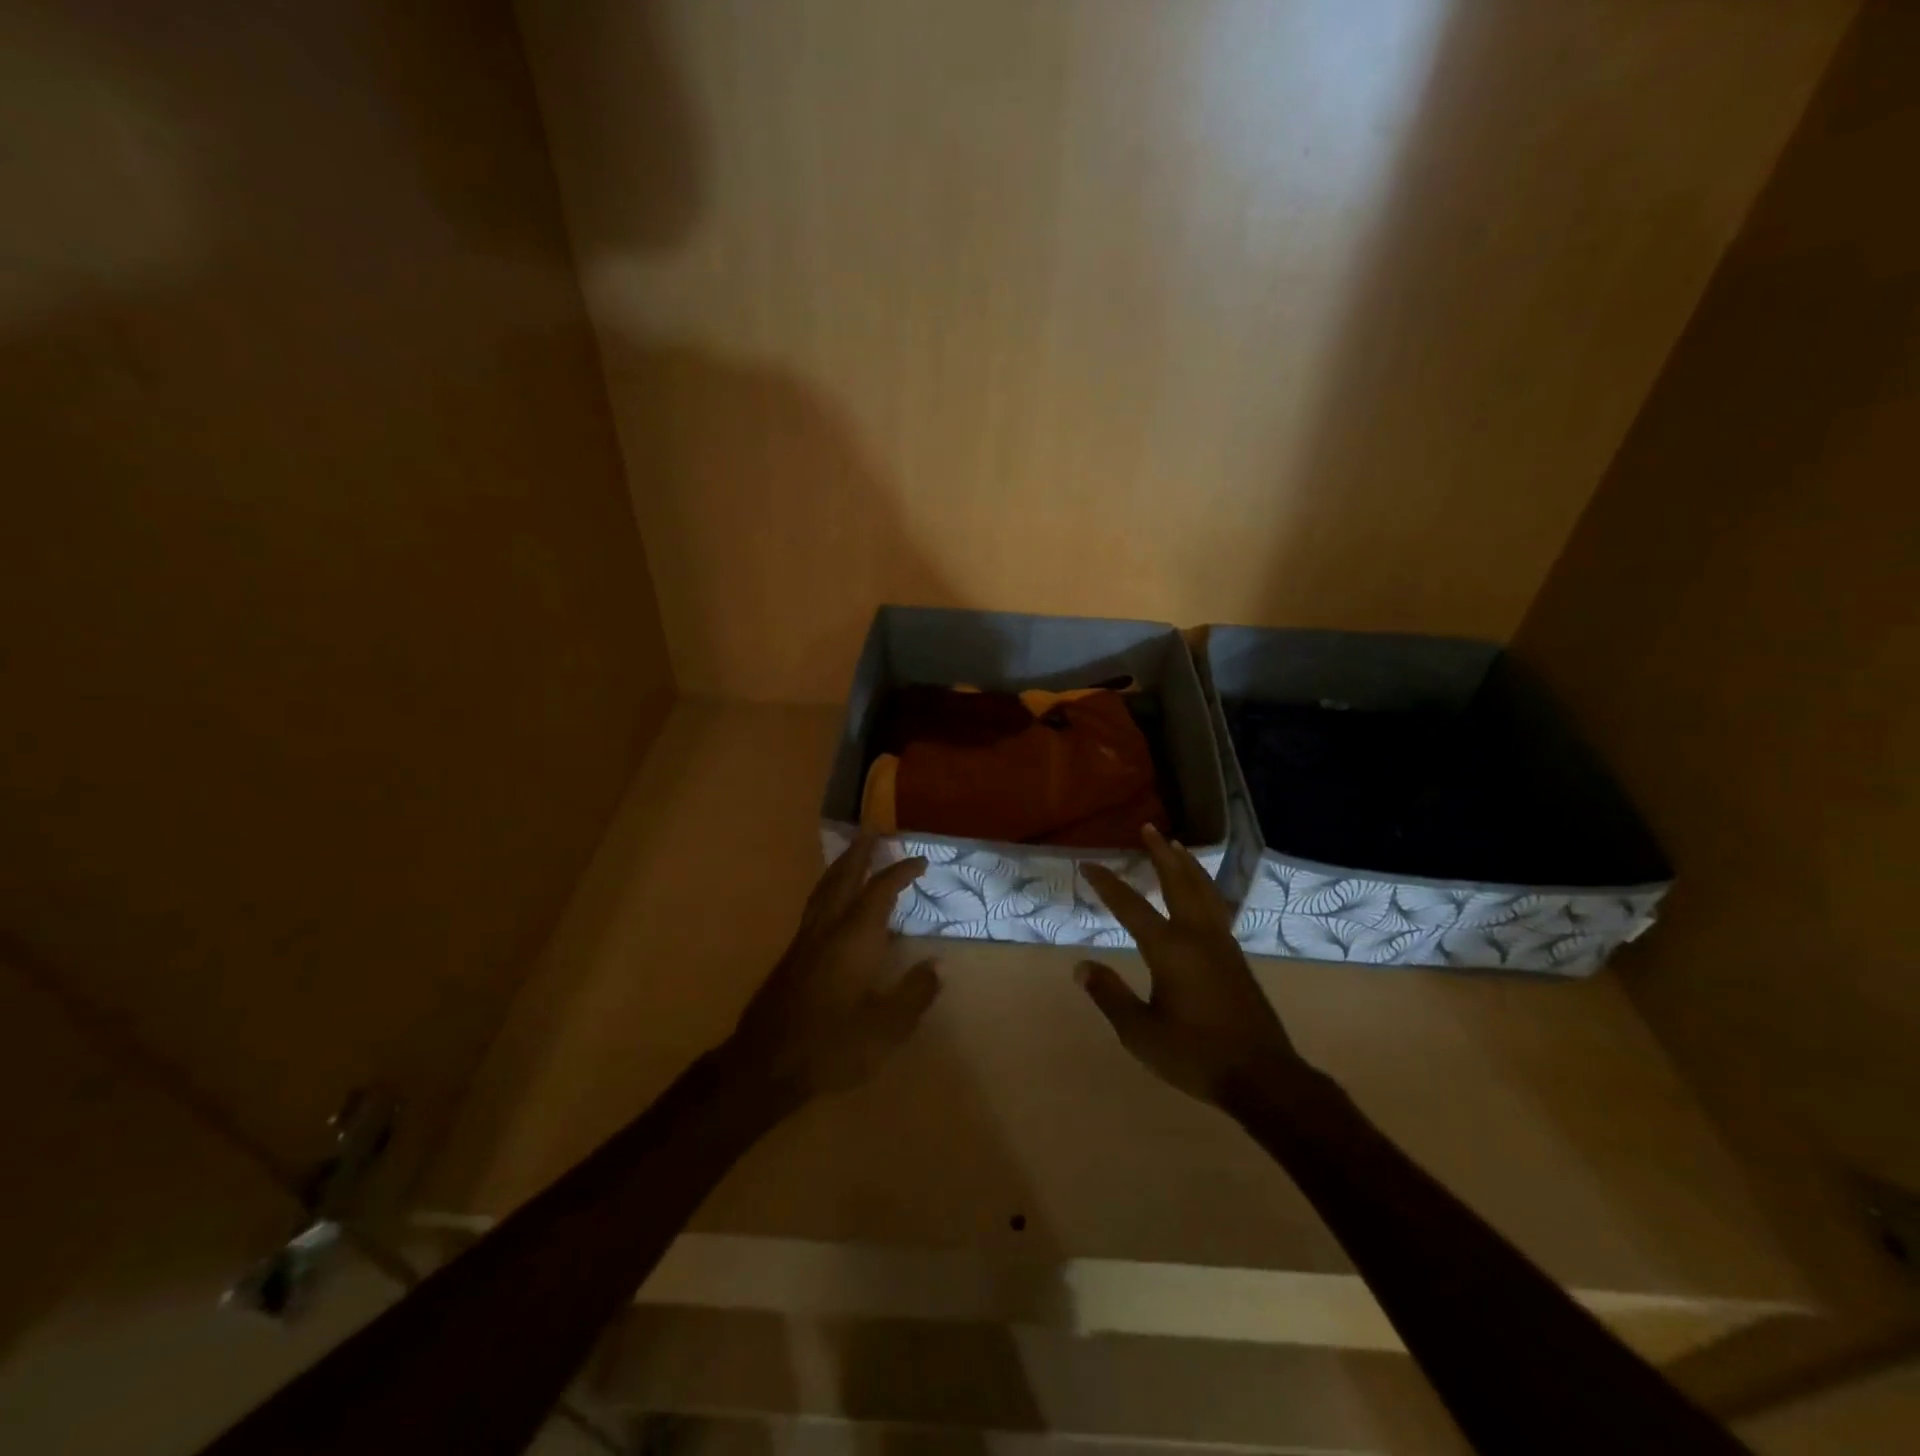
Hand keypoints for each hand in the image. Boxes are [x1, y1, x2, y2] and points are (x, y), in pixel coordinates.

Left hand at [722, 835, 939, 1100]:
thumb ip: (914, 994)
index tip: (920, 861)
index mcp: (855, 937)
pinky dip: (829, 889)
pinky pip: (815, 906)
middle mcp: (829, 928)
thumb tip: (937, 965)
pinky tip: (832, 902)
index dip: (901, 872)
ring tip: (853, 854)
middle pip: (844, 877)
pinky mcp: (792, 956)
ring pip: (824, 889)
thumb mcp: (886, 1028)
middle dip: (861, 853)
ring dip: (841, 867)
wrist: (766, 1064)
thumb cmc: (832, 1045)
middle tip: (874, 832)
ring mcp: (805, 940)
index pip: (881, 890)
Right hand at [1077, 826, 1305, 1105]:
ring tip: (1177, 847)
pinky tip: (1203, 894)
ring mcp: (1222, 945)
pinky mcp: (1236, 958)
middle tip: (1149, 829)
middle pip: (1177, 883)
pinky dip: (1204, 888)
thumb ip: (1110, 995)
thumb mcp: (1140, 1032)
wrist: (1263, 1077)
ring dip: (1187, 866)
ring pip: (1203, 892)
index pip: (1130, 906)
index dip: (1107, 884)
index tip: (1088, 864)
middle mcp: (1197, 936)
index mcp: (1169, 949)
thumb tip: (1081, 966)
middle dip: (1160, 854)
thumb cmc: (1196, 1055)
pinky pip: (1216, 908)